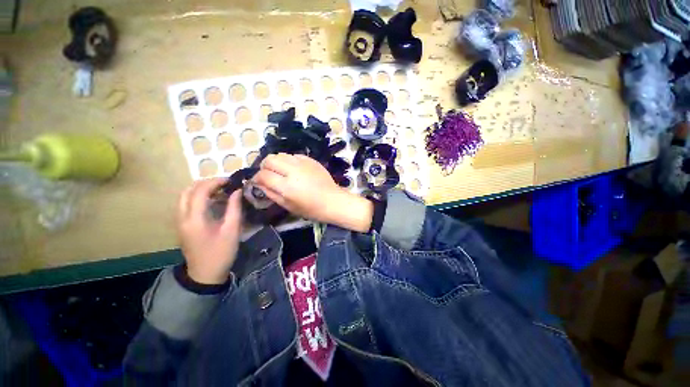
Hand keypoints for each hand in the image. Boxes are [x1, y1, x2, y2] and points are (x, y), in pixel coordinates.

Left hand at [177, 178, 242, 283]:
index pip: (200, 191)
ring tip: (220, 190)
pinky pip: (187, 203)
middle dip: (207, 183)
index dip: (215, 182)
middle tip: (225, 184)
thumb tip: (237, 191)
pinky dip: (199, 197)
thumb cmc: (221, 253)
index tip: (231, 180)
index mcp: (194, 219)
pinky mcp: (183, 225)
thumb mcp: (232, 230)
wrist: (205, 274)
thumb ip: (234, 208)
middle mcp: (182, 217)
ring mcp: (180, 221)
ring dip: (202, 189)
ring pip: (185, 196)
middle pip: (188, 190)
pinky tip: (213, 200)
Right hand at [253, 153, 372, 232]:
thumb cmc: (311, 208)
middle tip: (268, 175)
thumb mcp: (288, 206)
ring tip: (281, 171)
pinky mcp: (311, 160)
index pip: (263, 175)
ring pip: (281, 154)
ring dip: (277, 162)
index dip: (256, 178)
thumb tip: (259, 183)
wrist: (332, 201)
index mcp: (286, 186)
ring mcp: (303, 163)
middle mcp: (293, 170)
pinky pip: (294, 155)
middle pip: (270, 159)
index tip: (257, 182)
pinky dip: (289, 161)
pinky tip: (294, 169)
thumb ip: (271, 194)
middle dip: (264, 166)